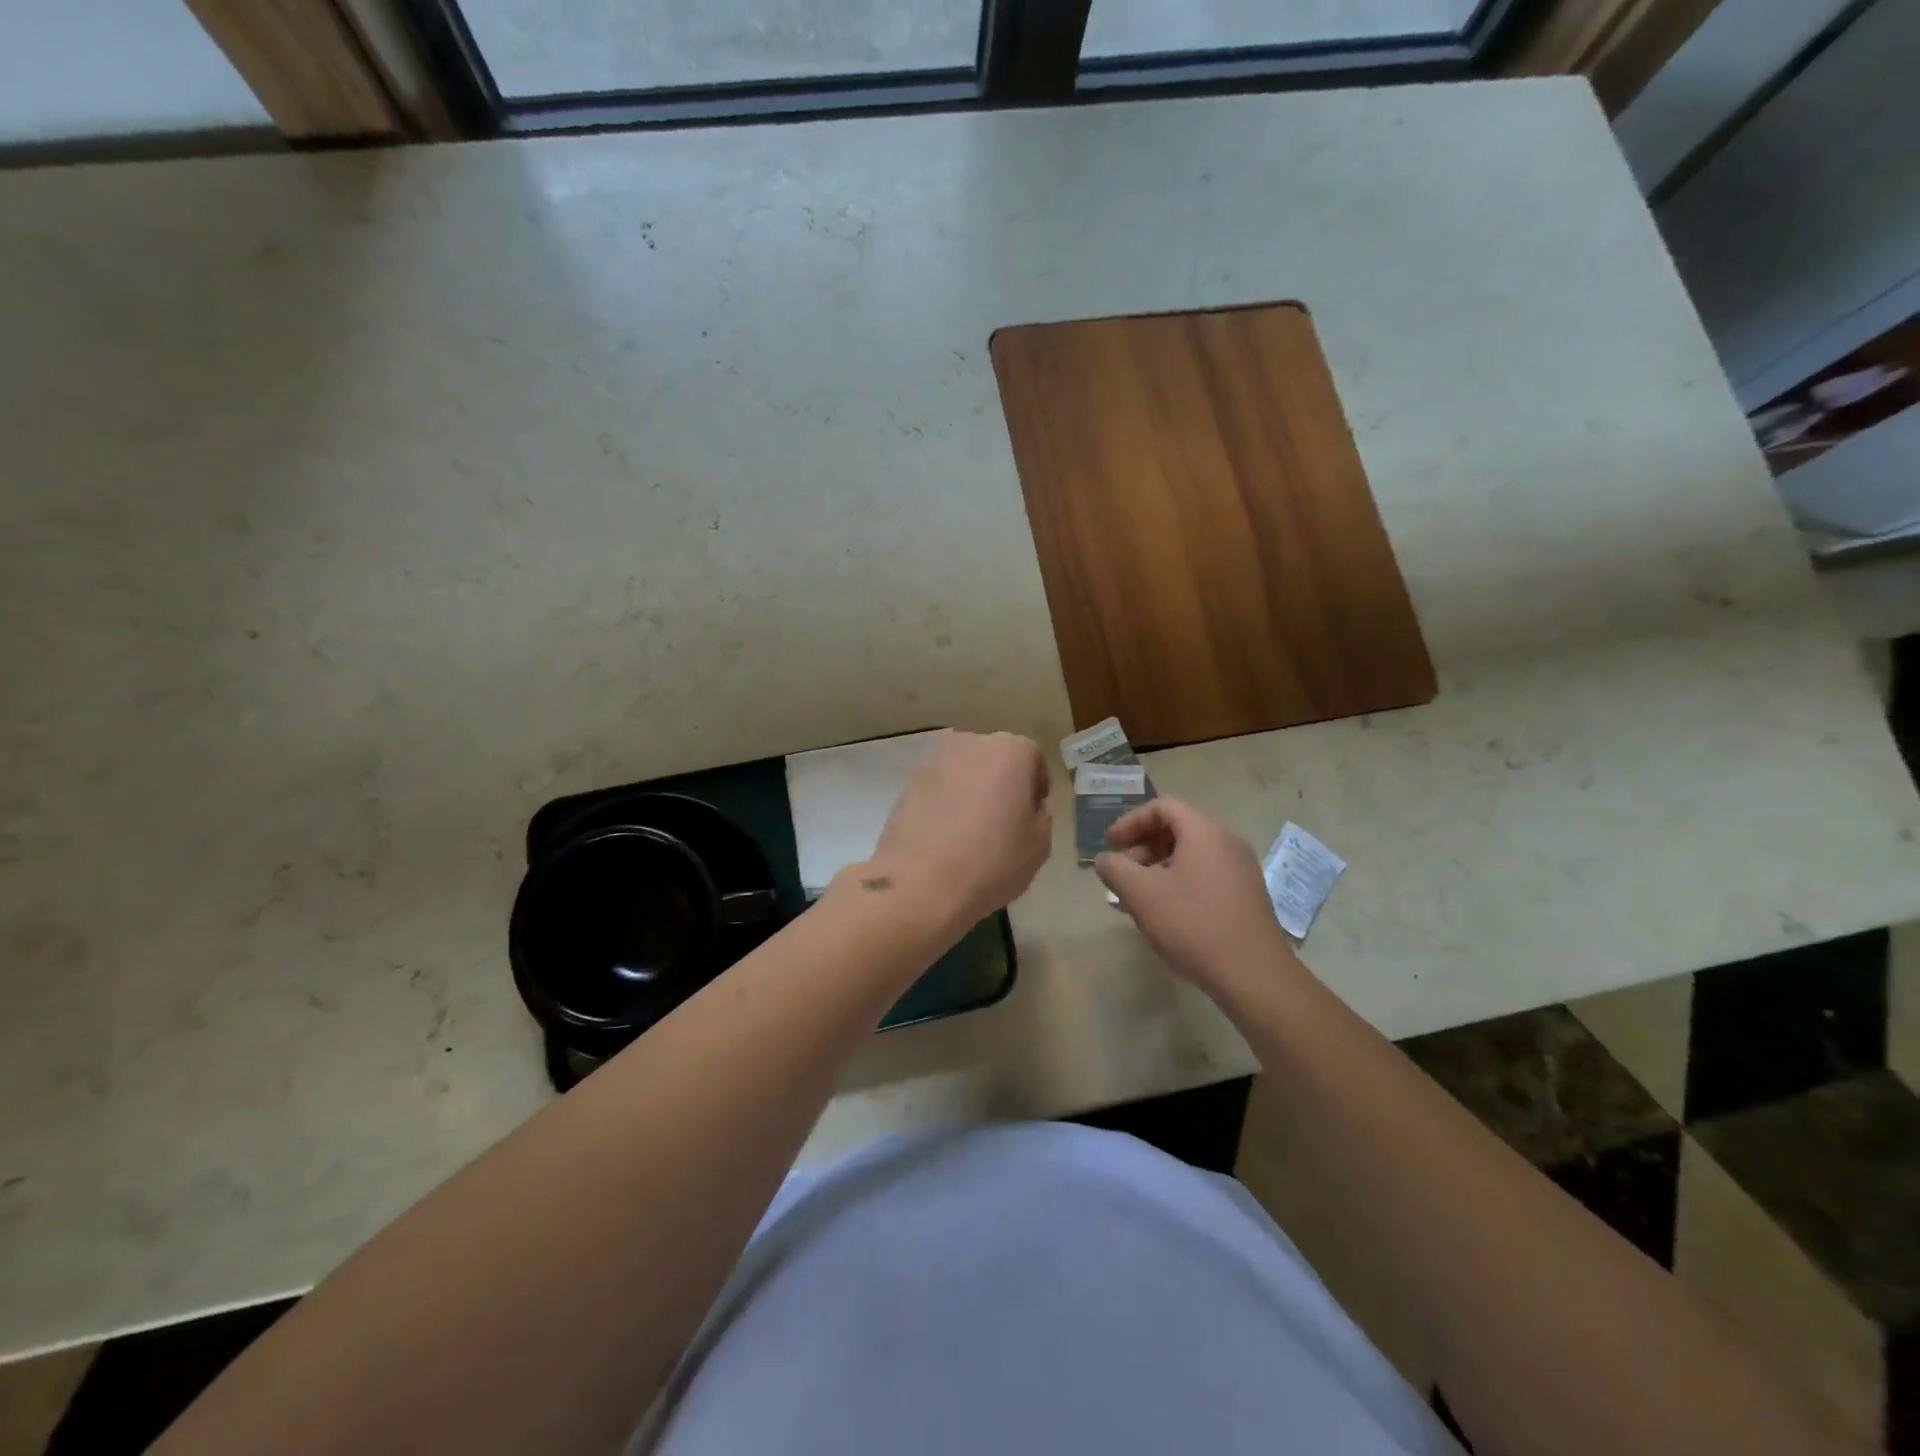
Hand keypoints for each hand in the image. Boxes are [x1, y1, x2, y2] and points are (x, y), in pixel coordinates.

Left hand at [859, 731, 1052, 934]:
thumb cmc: (991, 861)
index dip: (1036, 787)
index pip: (1033, 758)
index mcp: (1010, 750)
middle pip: (995, 758)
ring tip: (971, 830)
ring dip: (972, 790)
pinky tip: (945, 835)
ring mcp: (934, 760)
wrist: (920, 883)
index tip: (1032, 815)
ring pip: (965, 771)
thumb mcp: (1039, 844)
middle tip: (1003, 820)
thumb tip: (1026, 807)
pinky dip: (946, 802)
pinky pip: (939, 787)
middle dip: (1002, 782)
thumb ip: (1040, 815)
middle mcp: (971, 743)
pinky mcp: (907, 782)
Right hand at [1095, 798, 1307, 1004]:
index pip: (1162, 807)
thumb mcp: (1141, 894)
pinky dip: (1179, 882)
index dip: (1130, 822)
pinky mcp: (1246, 896)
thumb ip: (1115, 869)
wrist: (1254, 975)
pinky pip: (1205, 875)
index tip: (1110, 845)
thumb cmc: (1193, 925)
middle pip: (1178, 829)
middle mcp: (1227, 842)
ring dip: (1158, 867)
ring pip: (1191, 855)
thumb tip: (1105, 859)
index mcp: (1204, 832)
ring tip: (1138, 897)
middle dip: (1143, 846)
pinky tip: (1165, 913)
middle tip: (1122, 873)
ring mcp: (1241, 870)